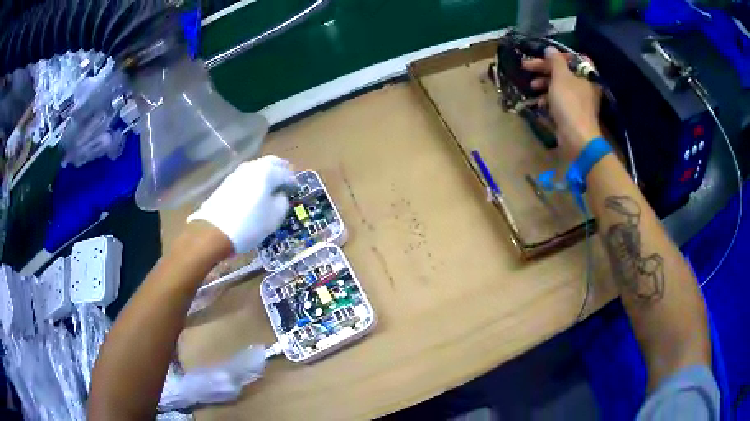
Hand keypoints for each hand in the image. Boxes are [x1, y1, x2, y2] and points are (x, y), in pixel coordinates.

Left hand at [188, 155, 295, 253]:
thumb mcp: (275, 217)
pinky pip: (247, 175)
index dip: (293, 182)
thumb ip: (282, 202)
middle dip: (281, 169)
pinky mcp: (227, 182)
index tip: (296, 189)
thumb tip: (280, 195)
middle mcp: (253, 167)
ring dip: (267, 173)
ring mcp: (238, 173)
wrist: (214, 231)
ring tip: (271, 185)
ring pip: (257, 167)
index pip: (286, 173)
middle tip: (286, 179)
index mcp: (267, 172)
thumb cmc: (250, 224)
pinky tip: (255, 190)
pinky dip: (255, 179)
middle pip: (271, 162)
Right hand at [522, 48, 602, 160]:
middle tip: (526, 67)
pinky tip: (540, 103)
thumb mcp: (560, 77)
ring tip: (532, 86)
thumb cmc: (570, 103)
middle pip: (564, 71)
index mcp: (588, 75)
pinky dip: (549, 99)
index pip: (575, 57)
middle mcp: (586, 86)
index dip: (558, 55)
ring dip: (544, 84)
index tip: (544, 56)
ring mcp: (580, 101)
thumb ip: (555, 60)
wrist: (577, 138)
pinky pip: (560, 101)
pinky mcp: (573, 114)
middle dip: (545, 69)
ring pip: (560, 86)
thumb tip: (550, 49)